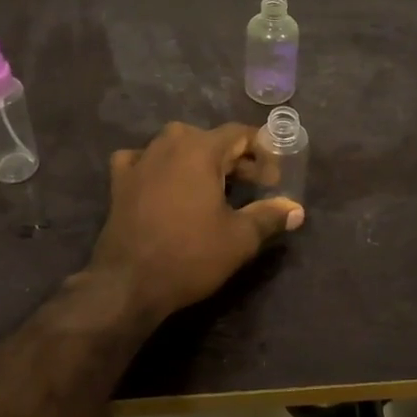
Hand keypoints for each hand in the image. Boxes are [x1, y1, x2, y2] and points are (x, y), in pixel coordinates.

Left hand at [87, 122, 304, 319]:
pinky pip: (143, 160)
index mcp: (200, 149)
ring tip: (214, 188)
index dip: (262, 152)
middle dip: (234, 159)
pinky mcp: (120, 180)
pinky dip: (158, 167)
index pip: (239, 134)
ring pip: (177, 147)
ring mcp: (140, 159)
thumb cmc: (190, 255)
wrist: (129, 283)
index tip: (274, 178)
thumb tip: (296, 210)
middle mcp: (169, 143)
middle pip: (210, 140)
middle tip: (253, 186)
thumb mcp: (239, 238)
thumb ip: (270, 216)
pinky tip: (163, 183)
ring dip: (199, 161)